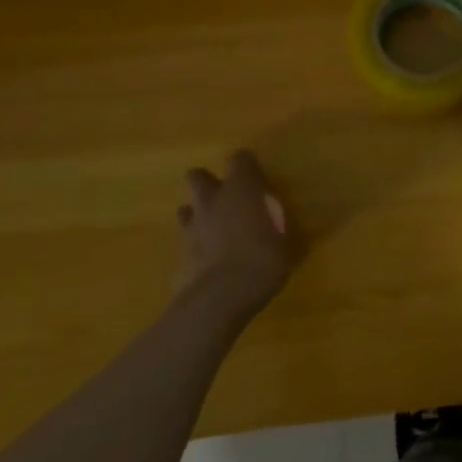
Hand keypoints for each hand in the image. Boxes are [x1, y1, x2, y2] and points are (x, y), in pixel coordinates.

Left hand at [173, 150, 298, 320]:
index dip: (248, 166)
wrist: (216, 302)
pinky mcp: (177, 256)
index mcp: (241, 191)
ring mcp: (190, 228)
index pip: (240, 158)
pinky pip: (185, 242)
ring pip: (186, 209)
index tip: (258, 180)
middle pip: (198, 176)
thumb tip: (282, 234)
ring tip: (216, 231)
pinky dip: (196, 247)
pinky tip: (210, 263)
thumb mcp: (285, 248)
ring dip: (199, 215)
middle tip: (228, 200)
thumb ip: (278, 233)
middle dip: (209, 183)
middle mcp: (212, 202)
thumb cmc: (261, 264)